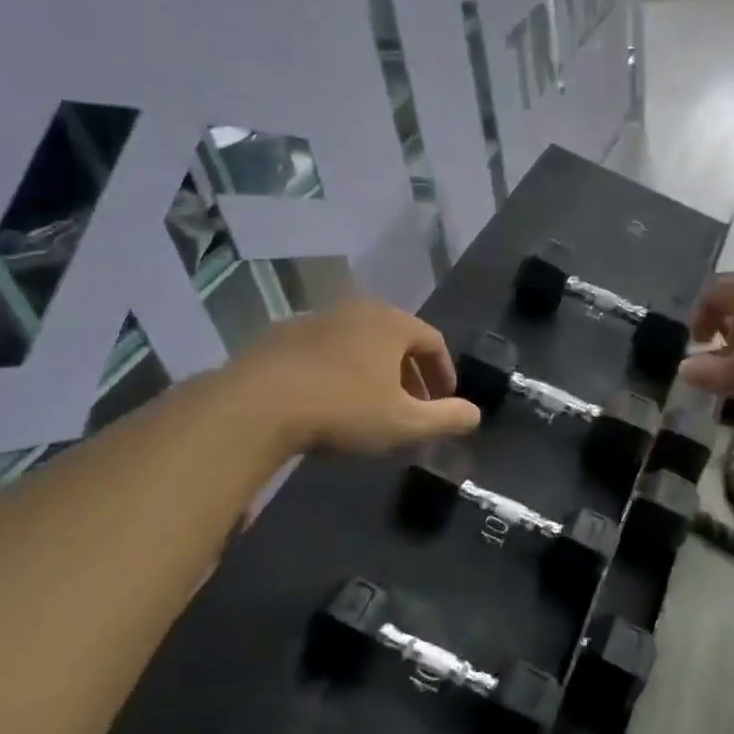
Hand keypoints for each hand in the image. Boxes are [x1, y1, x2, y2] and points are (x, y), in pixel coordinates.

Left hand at [232, 300, 480, 454]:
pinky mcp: (282, 334)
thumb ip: (446, 418)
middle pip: (396, 339)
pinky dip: (338, 369)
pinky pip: (325, 349)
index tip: (444, 401)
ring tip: (370, 404)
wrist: (258, 404)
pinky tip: (328, 399)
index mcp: (392, 323)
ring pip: (359, 342)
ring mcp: (317, 318)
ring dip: (373, 370)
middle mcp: (358, 310)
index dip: (444, 372)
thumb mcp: (405, 423)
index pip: (433, 341)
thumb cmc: (344, 409)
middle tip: (411, 406)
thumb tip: (475, 414)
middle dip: (409, 373)